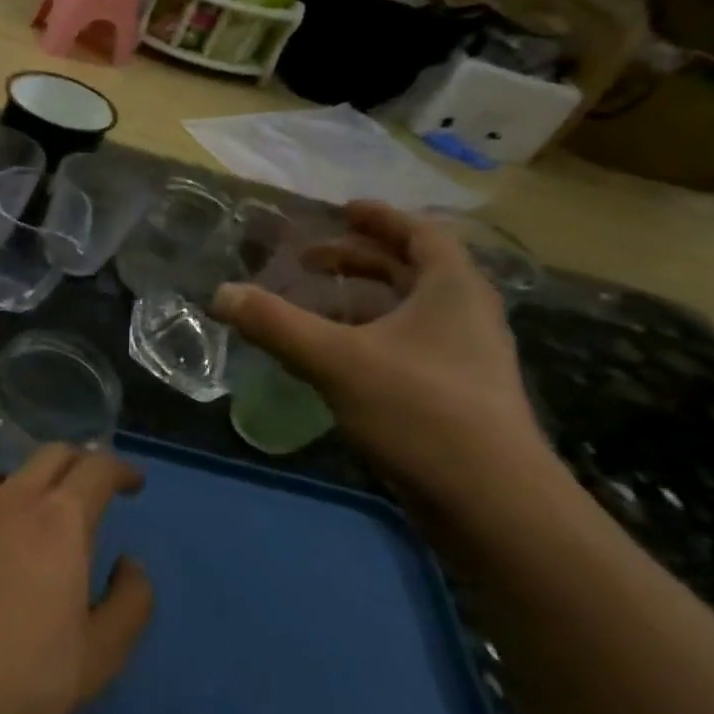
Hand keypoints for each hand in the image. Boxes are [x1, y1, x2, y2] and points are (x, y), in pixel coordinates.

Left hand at [0, 445, 153, 713]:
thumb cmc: (18, 680)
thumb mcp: (98, 658)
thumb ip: (130, 603)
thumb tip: (128, 564)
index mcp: (57, 521)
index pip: (96, 468)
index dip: (120, 469)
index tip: (133, 484)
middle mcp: (10, 500)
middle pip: (52, 455)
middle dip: (80, 463)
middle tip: (94, 492)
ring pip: (11, 481)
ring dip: (37, 491)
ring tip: (42, 533)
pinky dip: (0, 515)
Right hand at [214, 201, 548, 503]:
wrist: (492, 503)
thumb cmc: (420, 410)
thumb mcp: (336, 359)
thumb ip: (275, 323)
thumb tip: (220, 293)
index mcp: (452, 289)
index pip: (420, 233)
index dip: (379, 218)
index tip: (340, 210)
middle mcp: (465, 315)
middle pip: (411, 270)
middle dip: (358, 260)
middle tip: (308, 260)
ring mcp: (464, 359)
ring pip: (407, 312)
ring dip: (361, 302)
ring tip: (313, 306)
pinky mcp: (454, 396)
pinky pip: (405, 347)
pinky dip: (368, 337)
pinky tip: (334, 358)